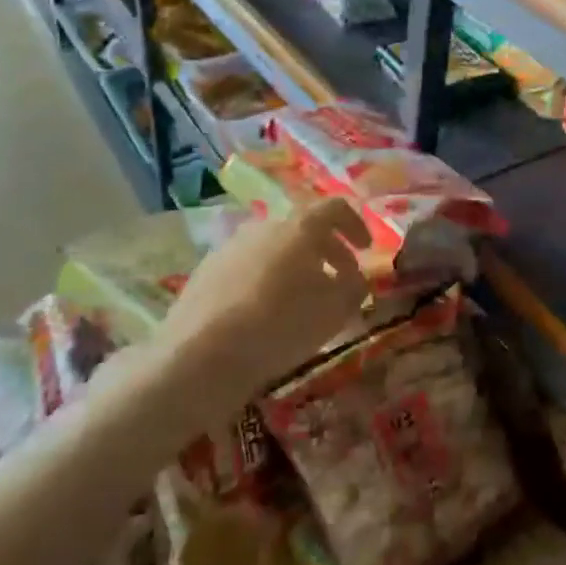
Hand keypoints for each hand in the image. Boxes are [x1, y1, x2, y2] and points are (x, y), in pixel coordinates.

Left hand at [153, 197, 371, 395]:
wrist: (199, 356)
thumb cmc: (280, 325)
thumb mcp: (334, 310)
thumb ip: (355, 288)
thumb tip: (356, 279)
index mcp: (298, 227)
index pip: (335, 209)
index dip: (356, 225)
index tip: (366, 250)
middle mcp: (263, 226)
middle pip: (303, 229)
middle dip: (329, 252)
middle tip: (341, 281)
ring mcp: (230, 247)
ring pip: (274, 249)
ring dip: (296, 267)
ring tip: (303, 301)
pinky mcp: (206, 272)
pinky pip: (248, 267)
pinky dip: (266, 281)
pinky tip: (266, 314)